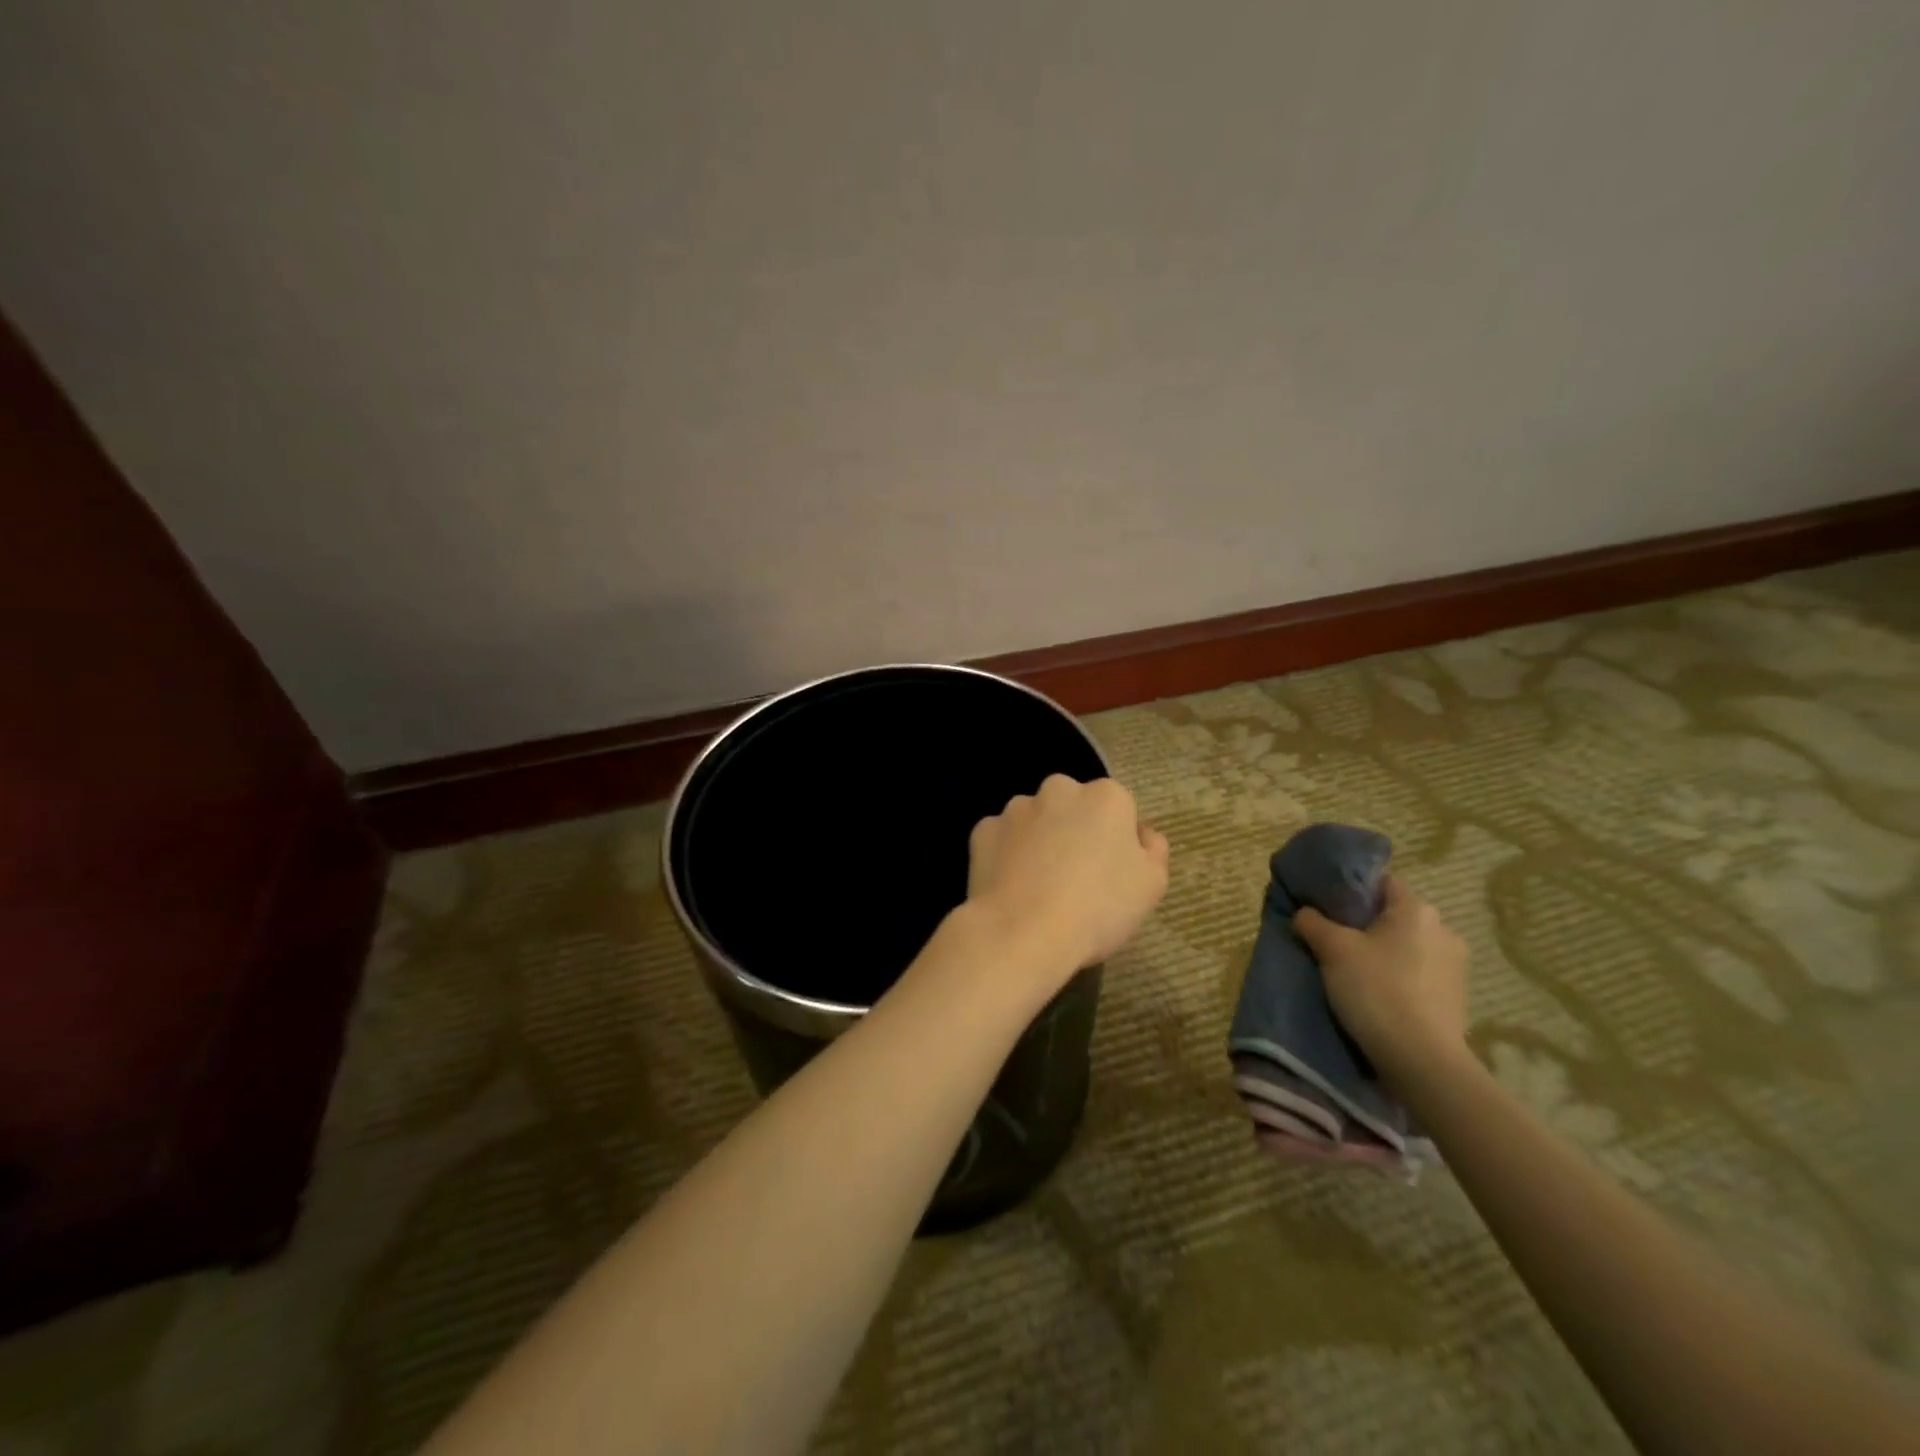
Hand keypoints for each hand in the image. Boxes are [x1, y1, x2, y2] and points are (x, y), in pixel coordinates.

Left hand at [966, 774, 1169, 980]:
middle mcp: (1059, 789)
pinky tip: (1012, 886)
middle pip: (1073, 806)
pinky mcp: (983, 830)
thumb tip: (1142, 833)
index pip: (1118, 808)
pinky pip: (1002, 838)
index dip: (1117, 840)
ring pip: (1035, 819)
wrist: (1023, 933)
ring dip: (1039, 840)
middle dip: (1075, 830)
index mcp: (1106, 797)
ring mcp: (1016, 808)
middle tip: (1076, 877)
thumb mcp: (1150, 886)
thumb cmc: (1098, 908)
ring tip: (1040, 886)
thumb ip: (1153, 850)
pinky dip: (1006, 855)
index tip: (1112, 873)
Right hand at [1293, 875, 1469, 1081]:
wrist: (1422, 1061)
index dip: (1350, 890)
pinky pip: (1417, 974)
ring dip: (1382, 954)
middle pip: (1393, 916)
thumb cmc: (1376, 990)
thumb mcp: (1332, 950)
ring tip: (1352, 972)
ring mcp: (1455, 966)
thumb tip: (1305, 913)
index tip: (1325, 906)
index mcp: (1417, 910)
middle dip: (1364, 925)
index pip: (1380, 882)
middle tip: (1332, 941)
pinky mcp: (1456, 997)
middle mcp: (1443, 930)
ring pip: (1405, 946)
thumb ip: (1313, 922)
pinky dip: (1397, 978)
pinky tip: (1377, 996)